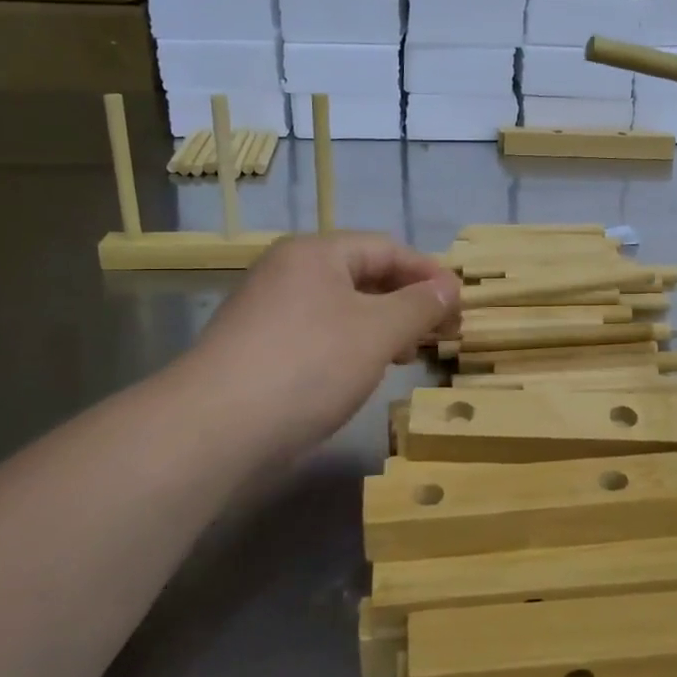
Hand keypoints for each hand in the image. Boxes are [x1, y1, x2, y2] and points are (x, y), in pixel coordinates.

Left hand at [178, 232, 459, 457]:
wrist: (216, 427)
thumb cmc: (309, 364)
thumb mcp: (378, 331)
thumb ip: (419, 306)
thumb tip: (448, 289)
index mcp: (315, 253)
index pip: (387, 248)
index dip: (429, 274)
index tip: (460, 306)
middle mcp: (289, 272)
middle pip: (363, 276)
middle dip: (407, 302)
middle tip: (440, 333)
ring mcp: (269, 311)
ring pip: (342, 308)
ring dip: (382, 327)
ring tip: (408, 355)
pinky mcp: (260, 349)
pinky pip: (320, 335)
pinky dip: (351, 346)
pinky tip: (364, 372)